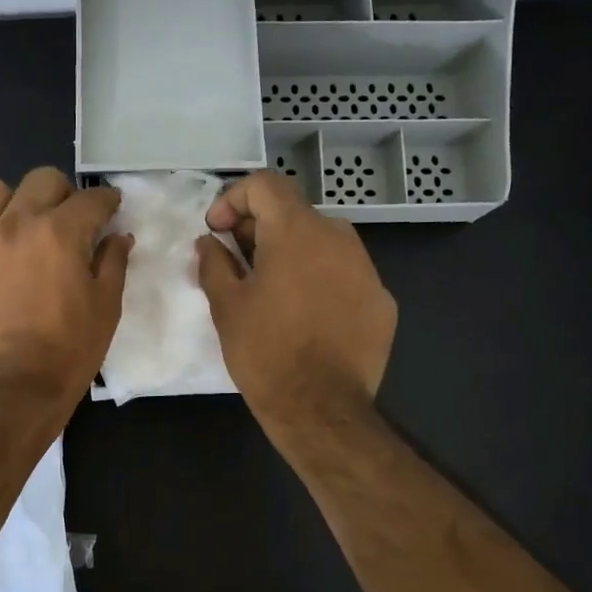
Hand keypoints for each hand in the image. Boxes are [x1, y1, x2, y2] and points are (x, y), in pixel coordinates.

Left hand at [0, 168, 131, 414]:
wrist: (16, 389)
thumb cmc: (70, 350)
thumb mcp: (106, 308)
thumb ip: (113, 263)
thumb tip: (118, 237)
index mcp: (60, 233)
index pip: (91, 199)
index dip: (107, 201)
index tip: (111, 210)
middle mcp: (15, 226)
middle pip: (41, 180)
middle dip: (63, 194)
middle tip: (70, 221)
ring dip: (11, 202)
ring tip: (20, 227)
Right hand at [195, 171, 396, 431]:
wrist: (321, 407)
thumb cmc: (265, 351)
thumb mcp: (226, 305)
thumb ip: (214, 263)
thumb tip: (209, 242)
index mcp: (297, 231)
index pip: (264, 184)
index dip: (233, 199)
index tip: (218, 232)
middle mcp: (338, 237)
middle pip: (294, 213)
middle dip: (260, 229)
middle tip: (237, 264)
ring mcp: (366, 269)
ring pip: (322, 243)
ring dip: (292, 254)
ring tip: (271, 292)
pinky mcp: (381, 300)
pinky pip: (344, 275)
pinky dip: (320, 281)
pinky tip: (306, 317)